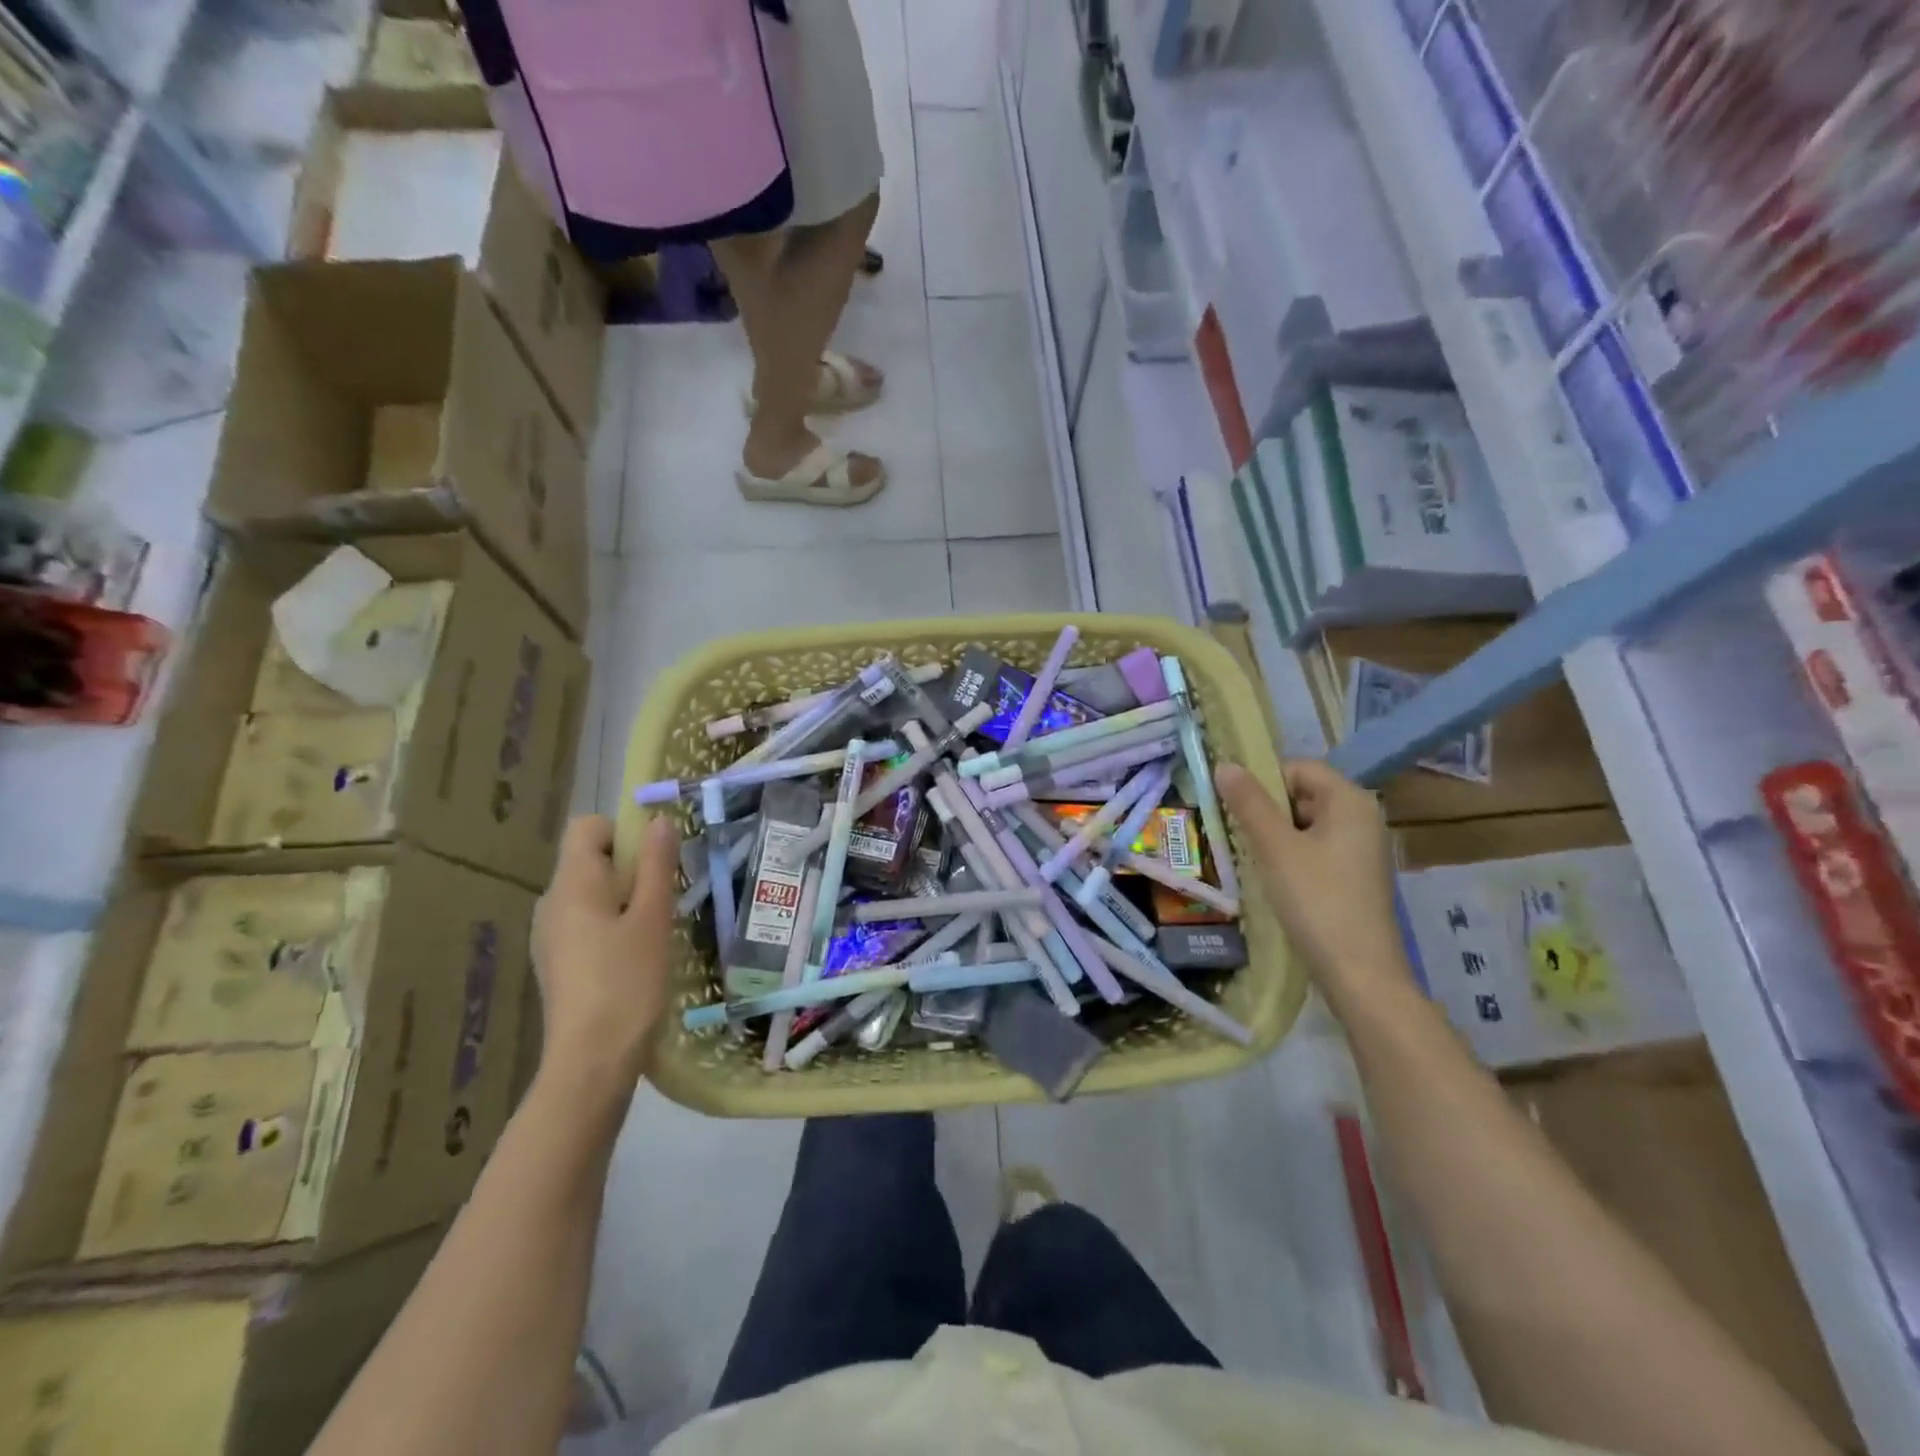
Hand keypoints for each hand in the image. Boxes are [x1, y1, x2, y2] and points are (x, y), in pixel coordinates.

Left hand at [531, 815, 678, 1100]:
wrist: (591, 1061)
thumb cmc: (627, 982)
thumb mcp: (653, 918)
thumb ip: (657, 866)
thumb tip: (659, 821)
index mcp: (571, 884)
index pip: (587, 826)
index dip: (623, 829)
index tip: (655, 858)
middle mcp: (551, 903)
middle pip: (590, 859)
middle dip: (631, 867)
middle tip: (666, 897)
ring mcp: (550, 935)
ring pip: (592, 894)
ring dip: (626, 898)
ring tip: (656, 929)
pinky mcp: (558, 963)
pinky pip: (587, 923)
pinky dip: (613, 925)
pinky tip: (636, 957)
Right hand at [1218, 761, 1413, 1009]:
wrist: (1359, 973)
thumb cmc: (1317, 901)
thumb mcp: (1276, 848)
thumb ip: (1249, 803)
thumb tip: (1224, 764)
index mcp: (1350, 801)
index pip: (1300, 768)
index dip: (1263, 779)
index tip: (1233, 804)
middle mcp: (1362, 818)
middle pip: (1303, 794)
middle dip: (1266, 808)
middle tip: (1235, 830)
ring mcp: (1360, 849)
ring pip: (1306, 824)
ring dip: (1274, 834)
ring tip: (1249, 855)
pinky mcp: (1354, 876)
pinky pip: (1316, 849)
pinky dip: (1290, 855)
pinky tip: (1271, 877)